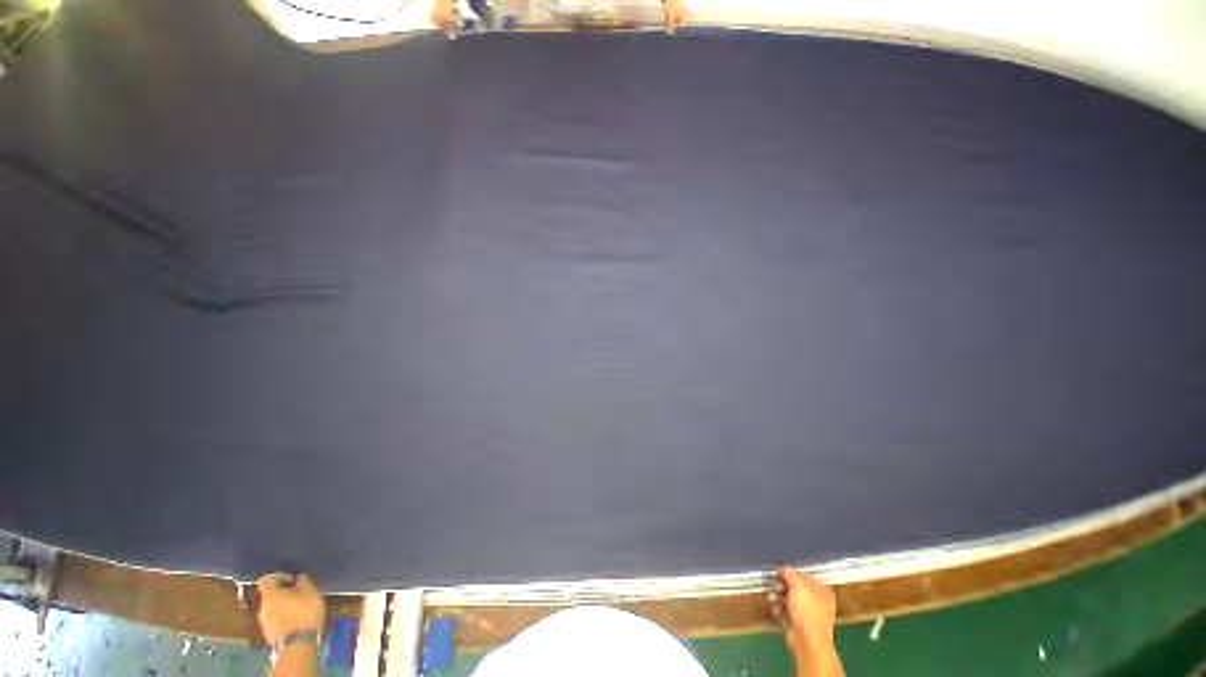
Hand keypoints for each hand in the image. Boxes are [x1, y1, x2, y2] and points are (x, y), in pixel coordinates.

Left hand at [257, 573, 326, 646]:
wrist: (298, 644)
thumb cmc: (304, 612)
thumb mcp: (310, 592)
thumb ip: (304, 582)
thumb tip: (299, 577)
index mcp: (270, 595)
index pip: (266, 580)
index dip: (279, 577)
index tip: (293, 580)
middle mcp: (263, 607)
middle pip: (270, 596)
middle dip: (284, 594)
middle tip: (300, 595)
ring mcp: (264, 623)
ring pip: (273, 609)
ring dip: (284, 607)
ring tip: (300, 609)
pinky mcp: (269, 635)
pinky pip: (275, 621)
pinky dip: (284, 618)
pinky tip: (297, 621)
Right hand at [770, 566, 836, 654]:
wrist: (808, 642)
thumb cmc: (808, 612)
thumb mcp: (798, 585)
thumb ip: (789, 572)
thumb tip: (782, 568)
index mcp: (822, 590)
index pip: (804, 575)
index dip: (790, 573)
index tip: (779, 573)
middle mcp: (816, 601)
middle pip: (794, 587)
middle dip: (781, 586)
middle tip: (775, 587)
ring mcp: (807, 614)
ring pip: (788, 599)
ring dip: (778, 598)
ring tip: (773, 599)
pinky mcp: (797, 624)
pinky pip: (785, 612)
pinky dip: (779, 610)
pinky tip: (777, 610)